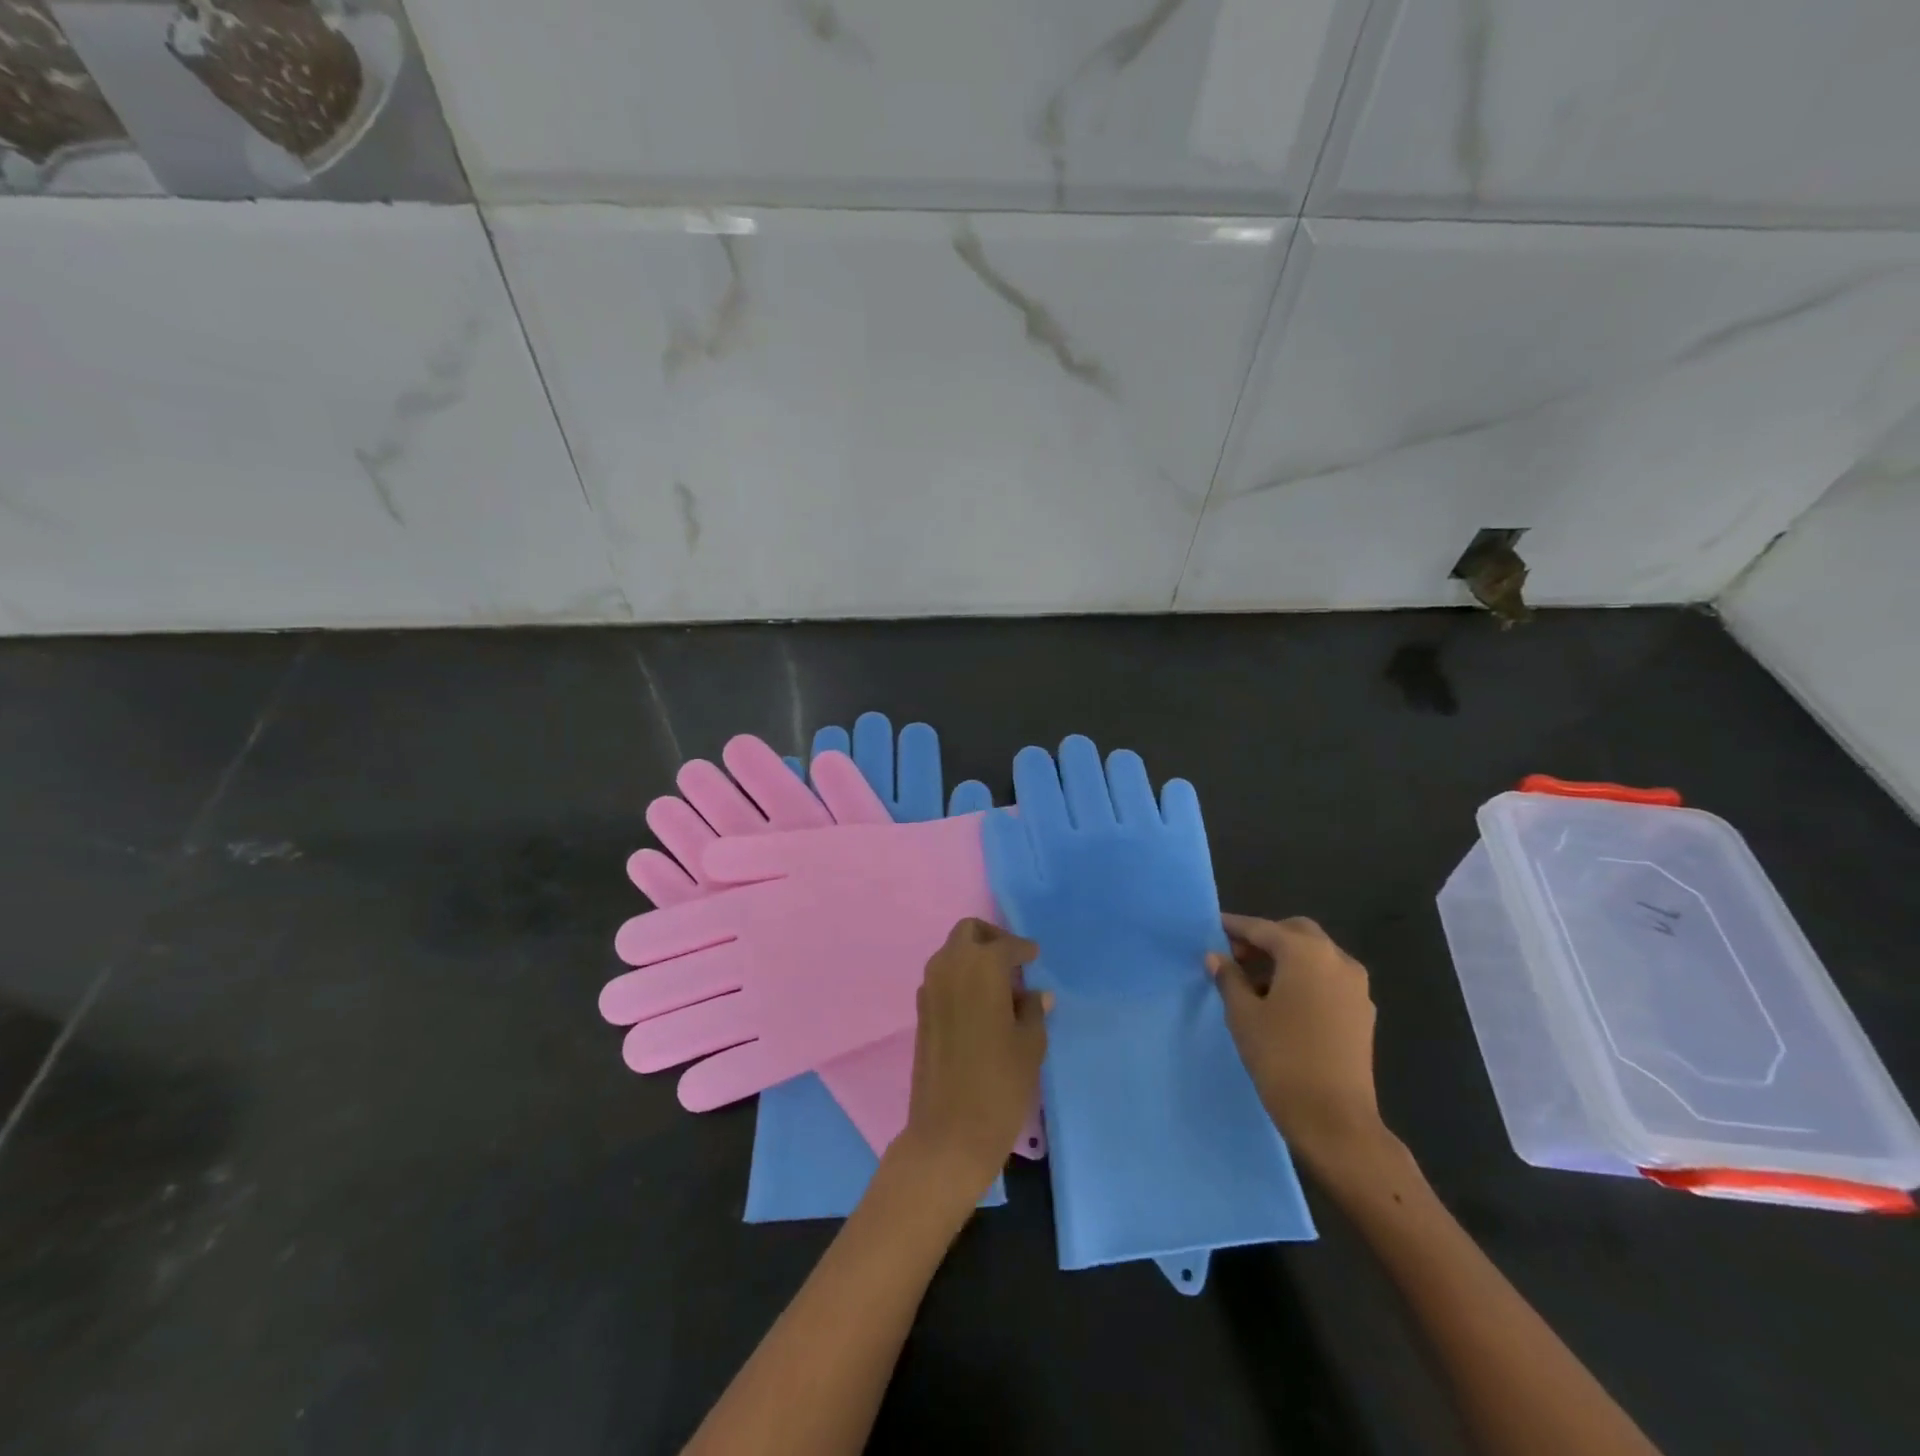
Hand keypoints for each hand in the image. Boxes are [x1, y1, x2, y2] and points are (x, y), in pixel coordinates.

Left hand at [890, 919, 1049, 1205]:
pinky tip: (981, 1006)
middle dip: (992, 939)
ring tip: (1000, 987)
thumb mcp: (1030, 1045)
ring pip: (951, 953)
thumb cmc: (1000, 1084)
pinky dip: (960, 978)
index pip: (1005, 944)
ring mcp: (929, 988)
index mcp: (981, 966)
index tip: (1035, 957)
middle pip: (969, 932)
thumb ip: (1032, 1010)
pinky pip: (942, 978)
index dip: (1023, 949)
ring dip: (973, 958)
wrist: (949, 1132)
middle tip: (1014, 962)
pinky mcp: (921, 1011)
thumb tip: (1036, 994)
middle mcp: (950, 966)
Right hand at [1208, 914, 1393, 1179]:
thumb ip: (1229, 978)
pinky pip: (1329, 979)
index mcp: (1305, 953)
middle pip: (1296, 933)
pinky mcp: (1363, 1013)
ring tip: (1254, 982)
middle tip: (1235, 956)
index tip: (1213, 928)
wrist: (1335, 1119)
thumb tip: (1217, 957)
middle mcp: (1337, 960)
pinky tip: (1283, 1002)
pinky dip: (1305, 978)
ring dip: (1287, 959)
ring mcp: (1356, 987)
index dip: (1235, 927)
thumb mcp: (1243, 1014)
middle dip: (1266, 939)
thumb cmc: (1281, 1057)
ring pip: (1316, 956)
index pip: (1263, 928)